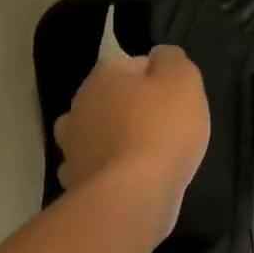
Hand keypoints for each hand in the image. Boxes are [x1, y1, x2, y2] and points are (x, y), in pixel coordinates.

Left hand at [54, 45, 210, 231]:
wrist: (133, 195)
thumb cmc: (162, 129)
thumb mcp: (183, 80)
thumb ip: (172, 59)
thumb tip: (158, 57)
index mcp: (103, 76)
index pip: (133, 66)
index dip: (158, 81)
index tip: (176, 101)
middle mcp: (78, 106)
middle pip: (111, 100)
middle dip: (132, 110)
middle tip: (164, 129)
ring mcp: (70, 147)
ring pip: (95, 135)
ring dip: (112, 141)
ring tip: (142, 156)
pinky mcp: (73, 182)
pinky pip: (93, 169)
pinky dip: (106, 172)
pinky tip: (126, 181)